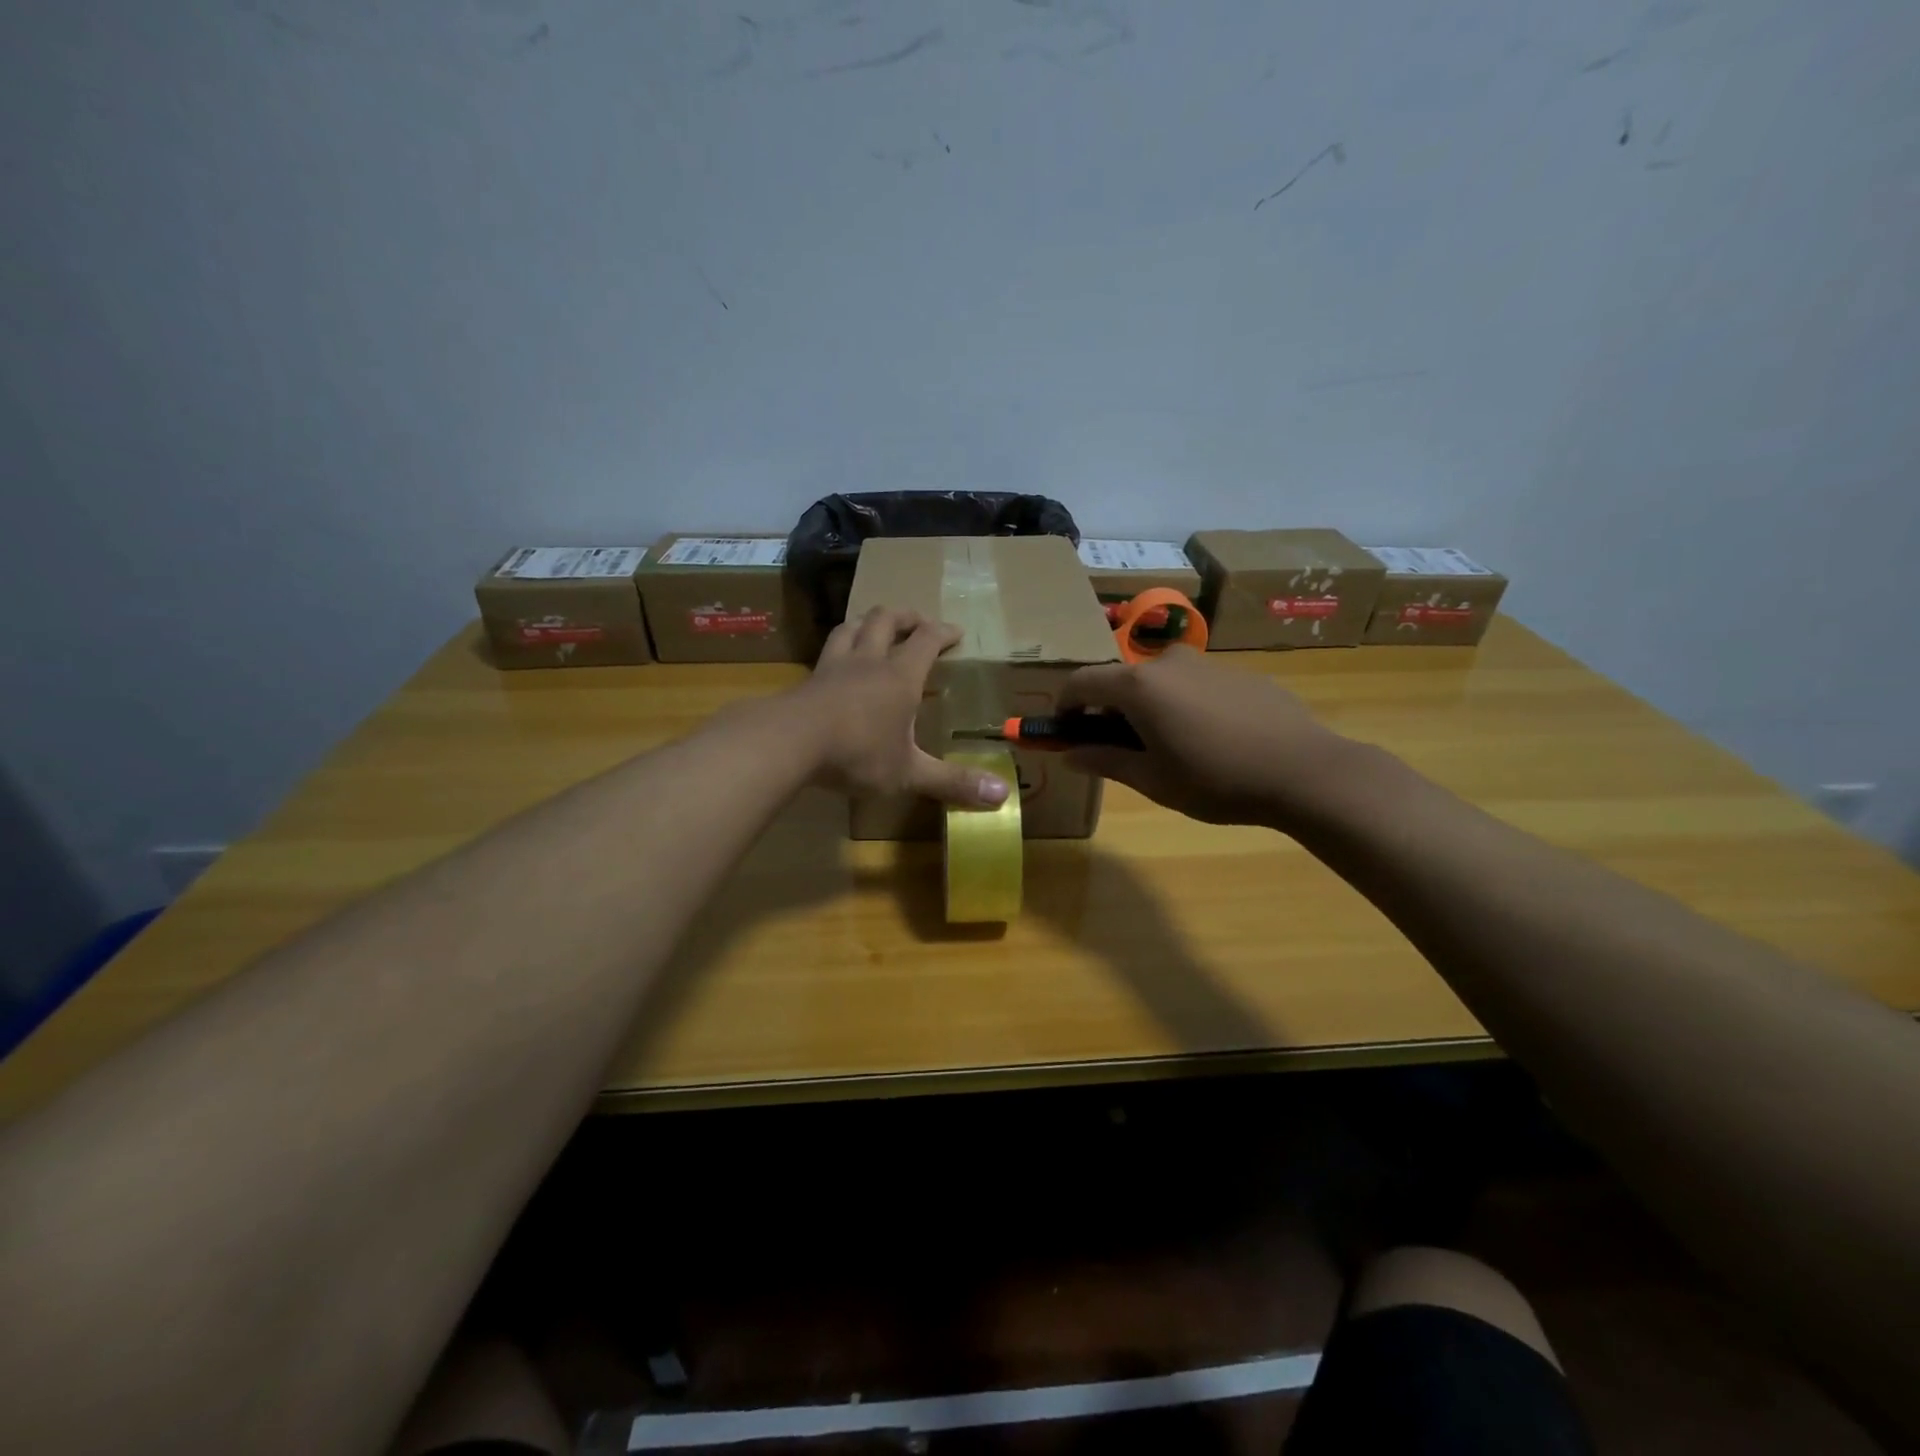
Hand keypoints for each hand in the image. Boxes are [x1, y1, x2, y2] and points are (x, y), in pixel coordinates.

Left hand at [795, 607, 1011, 808]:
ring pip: (852, 627)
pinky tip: (837, 661)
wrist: (789, 743)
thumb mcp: (909, 773)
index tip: (956, 632)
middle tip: (916, 622)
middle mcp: (869, 661)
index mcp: (900, 677)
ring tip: (875, 627)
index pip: (926, 641)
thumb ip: (952, 782)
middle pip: (886, 620)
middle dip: (905, 617)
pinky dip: (839, 646)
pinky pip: (827, 651)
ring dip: (867, 622)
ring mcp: (834, 666)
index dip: (943, 632)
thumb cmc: (857, 753)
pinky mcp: (808, 679)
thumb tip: (1003, 796)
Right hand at [1058, 646, 1350, 825]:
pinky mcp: (1237, 673)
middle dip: (1109, 711)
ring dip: (1148, 708)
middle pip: (1121, 681)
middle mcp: (1166, 662)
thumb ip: (1104, 761)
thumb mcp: (1152, 780)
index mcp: (1138, 686)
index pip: (1080, 682)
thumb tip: (1069, 754)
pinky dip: (1184, 705)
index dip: (1064, 706)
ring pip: (1159, 682)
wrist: (1304, 770)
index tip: (1065, 731)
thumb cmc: (1216, 780)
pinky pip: (1194, 685)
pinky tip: (1210, 740)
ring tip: (1170, 748)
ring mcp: (1206, 663)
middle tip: (1120, 749)